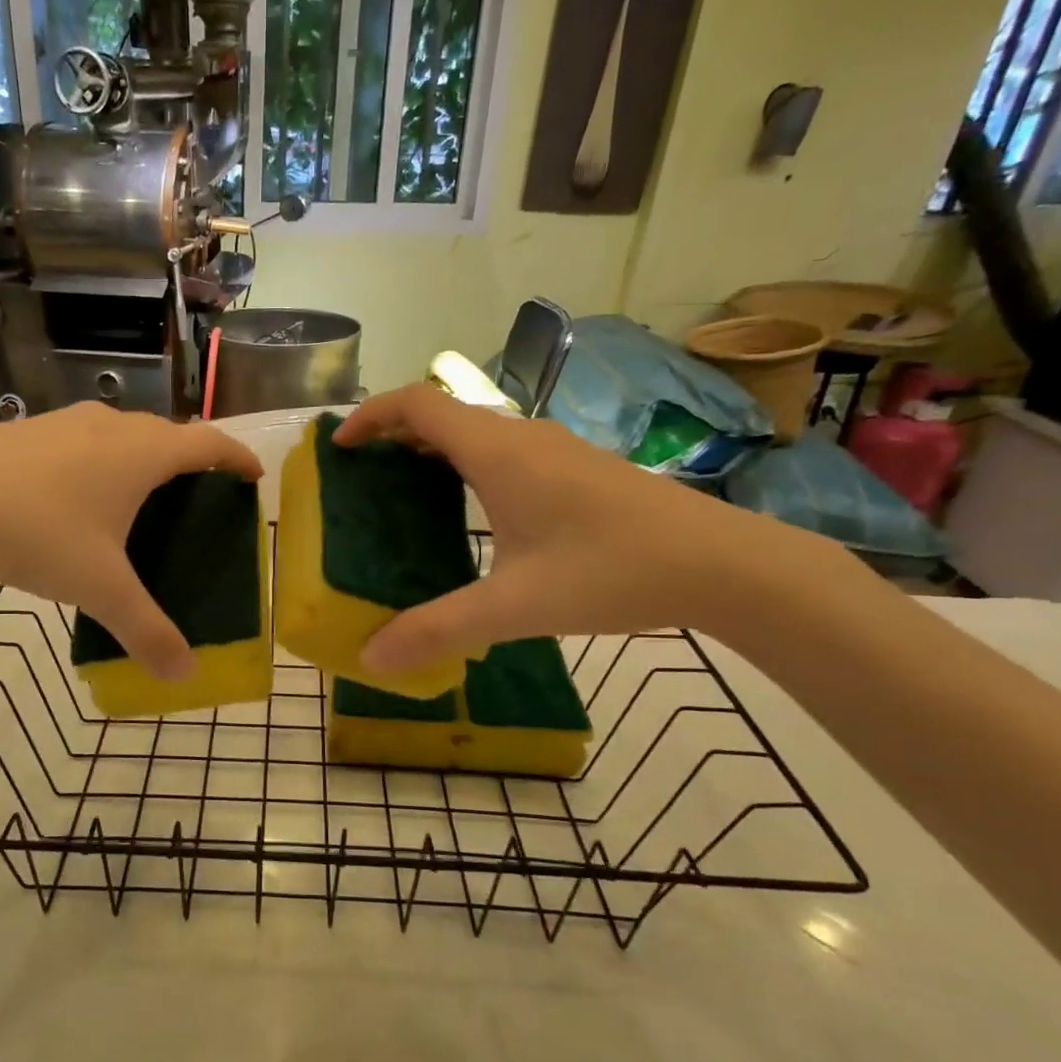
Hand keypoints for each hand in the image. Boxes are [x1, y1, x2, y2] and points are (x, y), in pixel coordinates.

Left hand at [0, 404, 262, 679]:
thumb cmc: (36, 532)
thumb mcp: (99, 588)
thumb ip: (146, 630)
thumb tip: (185, 674)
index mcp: (142, 453)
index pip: (208, 443)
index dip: (237, 457)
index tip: (254, 476)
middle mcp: (109, 427)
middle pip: (166, 434)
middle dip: (190, 460)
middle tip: (197, 496)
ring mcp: (63, 423)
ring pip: (120, 434)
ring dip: (141, 458)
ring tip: (139, 498)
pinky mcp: (24, 431)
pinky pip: (81, 442)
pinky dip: (98, 463)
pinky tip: (73, 500)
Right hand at [334, 385, 822, 674]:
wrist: (722, 563)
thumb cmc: (611, 570)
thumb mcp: (515, 606)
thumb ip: (439, 630)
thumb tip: (371, 658)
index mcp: (497, 452)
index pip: (418, 403)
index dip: (371, 416)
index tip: (339, 446)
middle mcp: (522, 437)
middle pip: (442, 413)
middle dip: (393, 434)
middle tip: (361, 475)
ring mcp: (555, 450)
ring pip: (476, 432)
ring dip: (432, 449)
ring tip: (402, 491)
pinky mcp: (577, 469)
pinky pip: (502, 450)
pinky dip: (466, 464)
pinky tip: (471, 511)